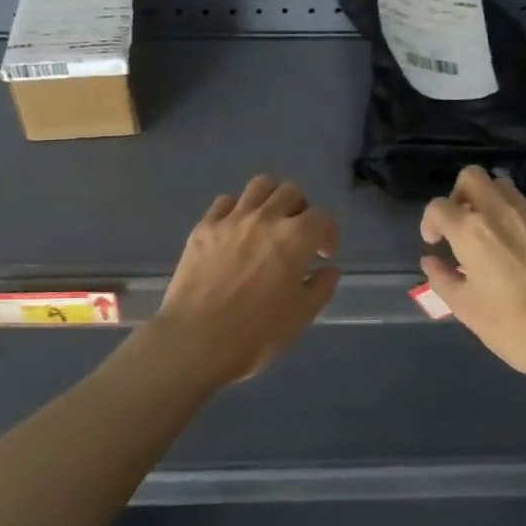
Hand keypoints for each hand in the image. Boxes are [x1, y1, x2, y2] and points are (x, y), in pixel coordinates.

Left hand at [153, 176, 340, 386]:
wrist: (196, 340)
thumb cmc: (256, 334)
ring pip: (259, 185)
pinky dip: (237, 209)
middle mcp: (265, 218)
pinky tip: (236, 230)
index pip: (323, 217)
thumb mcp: (301, 316)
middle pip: (291, 191)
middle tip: (298, 236)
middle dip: (302, 210)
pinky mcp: (204, 227)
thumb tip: (327, 269)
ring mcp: (231, 219)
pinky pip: (225, 201)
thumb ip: (320, 287)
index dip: (329, 234)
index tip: (324, 254)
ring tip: (269, 222)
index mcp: (295, 238)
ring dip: (271, 198)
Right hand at [420, 166, 525, 384]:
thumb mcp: (465, 308)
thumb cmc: (513, 326)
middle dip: (460, 195)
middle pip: (472, 177)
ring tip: (493, 235)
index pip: (438, 207)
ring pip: (505, 188)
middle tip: (461, 225)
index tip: (435, 243)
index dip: (430, 222)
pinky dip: (520, 220)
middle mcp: (501, 211)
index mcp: (471, 230)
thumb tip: (432, 261)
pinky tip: (524, 250)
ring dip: (491, 203)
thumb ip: (442, 278)